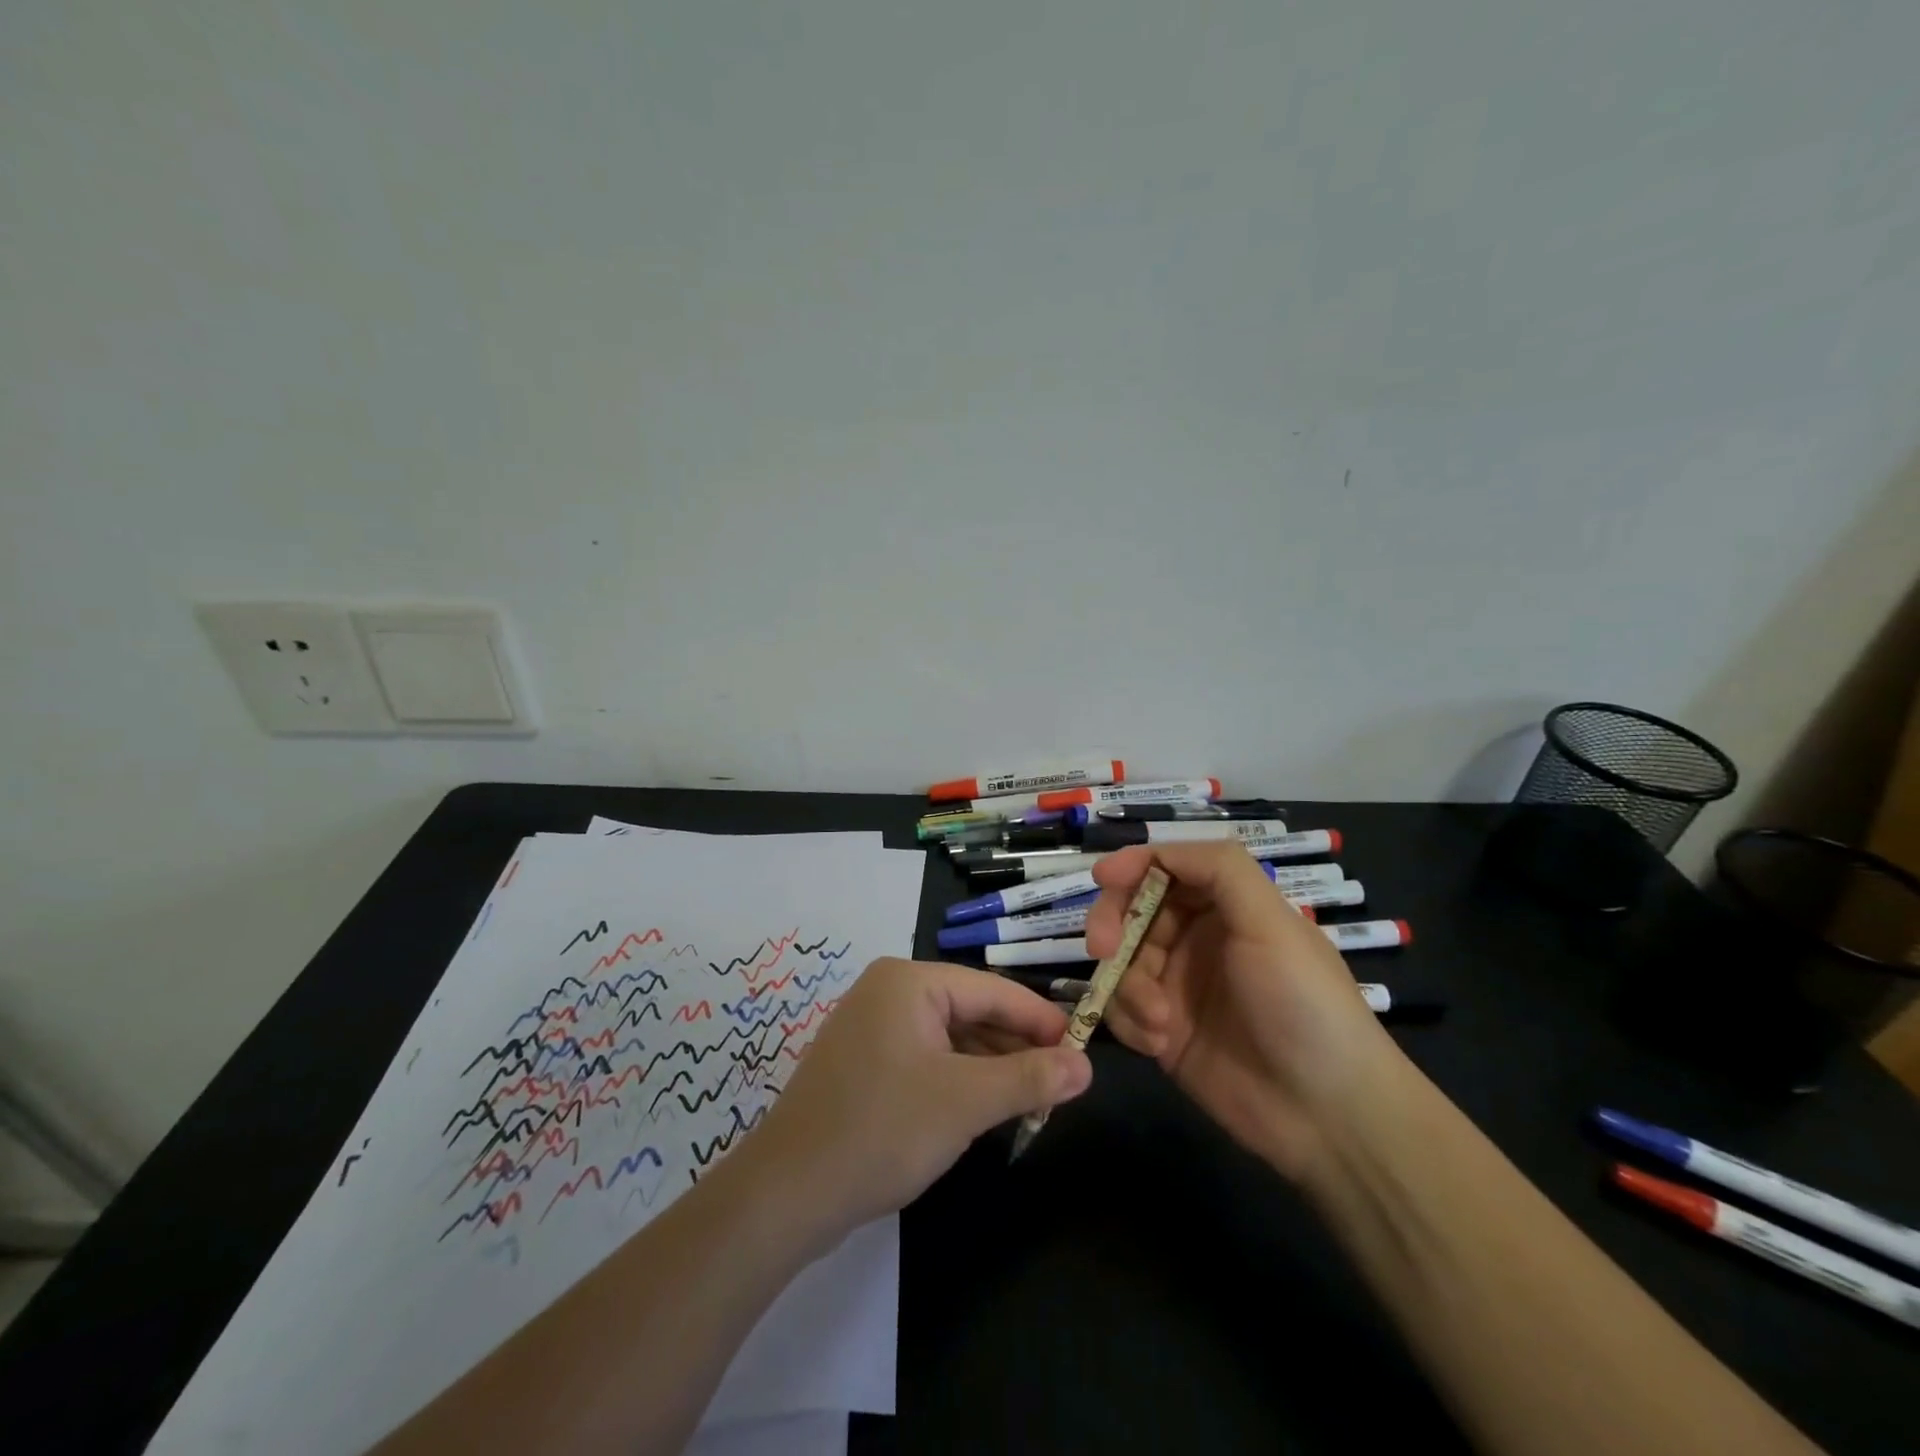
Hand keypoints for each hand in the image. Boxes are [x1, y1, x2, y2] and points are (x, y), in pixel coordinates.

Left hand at [743, 958, 1091, 1239]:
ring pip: (950, 1038)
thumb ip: (1029, 1079)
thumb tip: (1085, 1066)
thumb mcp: (966, 1102)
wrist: (787, 1194)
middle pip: (971, 1011)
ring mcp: (871, 1028)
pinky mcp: (864, 1064)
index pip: (992, 990)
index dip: (1041, 1019)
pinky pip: (926, 1059)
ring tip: (1034, 1099)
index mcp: (908, 981)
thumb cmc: (882, 1130)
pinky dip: (959, 1080)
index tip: (1083, 1048)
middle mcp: (888, 992)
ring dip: (990, 1067)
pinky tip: (985, 1108)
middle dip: (1016, 1047)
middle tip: (1063, 1081)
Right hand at [1086, 842, 1395, 1181]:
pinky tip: (1160, 1044)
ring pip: (1121, 960)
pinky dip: (1130, 1020)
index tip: (1103, 878)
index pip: (1167, 868)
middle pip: (1132, 909)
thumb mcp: (1272, 922)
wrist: (1329, 1115)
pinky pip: (1121, 1008)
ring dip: (1128, 985)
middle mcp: (1197, 939)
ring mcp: (1177, 986)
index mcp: (1226, 907)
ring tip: (1158, 1020)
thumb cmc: (1303, 1004)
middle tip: (1104, 950)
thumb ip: (1220, 869)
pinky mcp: (1162, 1031)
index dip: (1133, 865)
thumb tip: (1154, 851)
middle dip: (1113, 923)